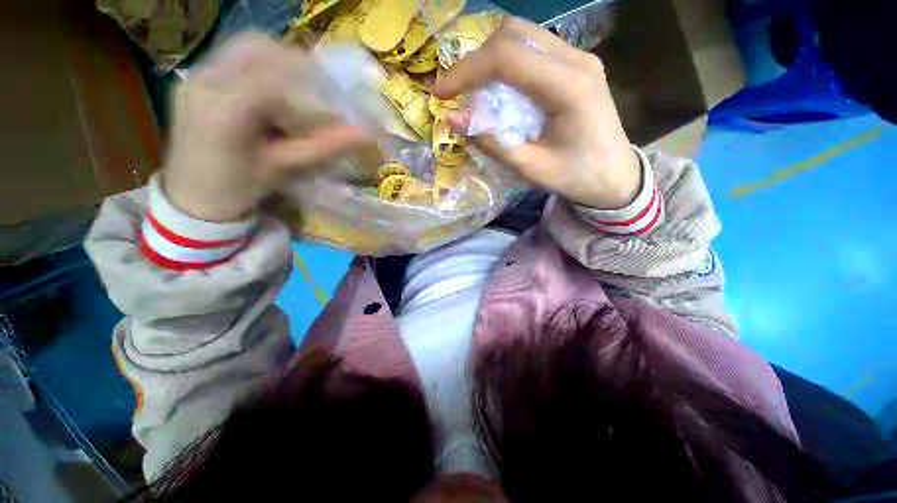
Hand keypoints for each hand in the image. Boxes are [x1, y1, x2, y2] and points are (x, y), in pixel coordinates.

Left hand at [162, 34, 367, 221]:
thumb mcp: (284, 167)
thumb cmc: (239, 189)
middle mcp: (205, 80)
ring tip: (292, 94)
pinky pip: (230, 58)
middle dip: (293, 64)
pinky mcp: (193, 81)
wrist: (192, 200)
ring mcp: (195, 77)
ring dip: (275, 63)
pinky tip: (267, 96)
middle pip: (257, 46)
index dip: (312, 86)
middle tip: (315, 91)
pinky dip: (258, 69)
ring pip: (243, 47)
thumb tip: (366, 135)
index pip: (278, 76)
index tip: (334, 103)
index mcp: (226, 107)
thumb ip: (324, 147)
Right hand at [432, 18, 640, 209]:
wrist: (616, 177)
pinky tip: (499, 89)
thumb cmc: (576, 178)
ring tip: (473, 89)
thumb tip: (454, 121)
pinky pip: (535, 50)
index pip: (507, 58)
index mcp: (568, 88)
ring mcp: (580, 59)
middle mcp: (576, 61)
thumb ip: (493, 144)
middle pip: (514, 34)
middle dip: (476, 59)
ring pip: (523, 36)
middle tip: (457, 89)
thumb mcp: (531, 169)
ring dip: (490, 58)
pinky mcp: (577, 66)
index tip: (441, 93)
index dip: (466, 71)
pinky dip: (508, 64)